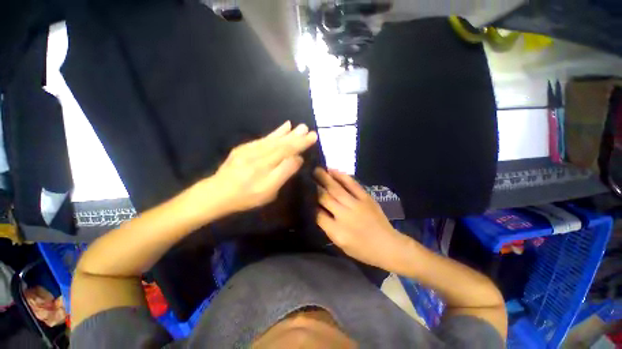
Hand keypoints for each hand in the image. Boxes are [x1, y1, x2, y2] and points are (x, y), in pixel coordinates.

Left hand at [192, 121, 316, 217]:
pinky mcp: (245, 148)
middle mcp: (259, 153)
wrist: (217, 193)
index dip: (301, 143)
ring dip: (287, 132)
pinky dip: (275, 132)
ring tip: (297, 126)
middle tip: (307, 128)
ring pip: (273, 139)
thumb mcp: (268, 191)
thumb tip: (298, 158)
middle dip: (296, 136)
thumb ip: (284, 172)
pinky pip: (264, 138)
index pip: (288, 150)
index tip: (313, 136)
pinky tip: (283, 127)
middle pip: (281, 143)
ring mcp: (251, 149)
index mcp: (266, 164)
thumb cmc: (246, 196)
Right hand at [315, 168, 408, 270]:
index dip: (310, 203)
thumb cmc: (362, 249)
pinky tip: (333, 170)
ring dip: (325, 178)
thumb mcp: (341, 245)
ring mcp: (356, 205)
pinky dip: (342, 176)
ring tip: (316, 169)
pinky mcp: (366, 198)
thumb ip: (327, 227)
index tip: (304, 193)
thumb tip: (316, 210)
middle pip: (325, 198)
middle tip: (306, 176)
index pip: (318, 214)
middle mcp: (345, 216)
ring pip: (336, 188)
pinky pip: (352, 184)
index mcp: (337, 231)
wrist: (388, 246)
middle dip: (314, 186)